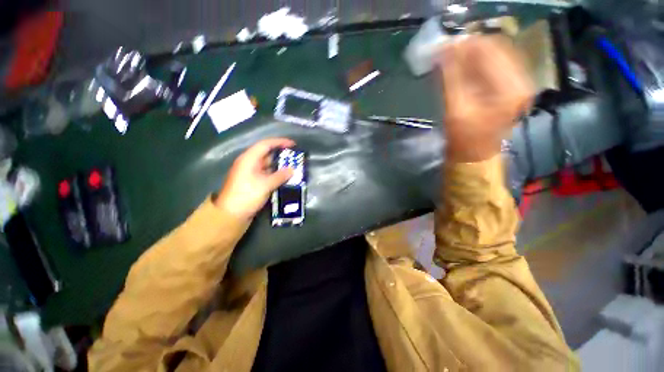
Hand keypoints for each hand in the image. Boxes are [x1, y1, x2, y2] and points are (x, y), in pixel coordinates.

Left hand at [215, 138, 295, 219]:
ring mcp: (251, 173)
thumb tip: (292, 170)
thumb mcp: (265, 185)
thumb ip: (280, 176)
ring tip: (294, 166)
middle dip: (281, 154)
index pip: (265, 144)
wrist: (231, 214)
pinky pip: (267, 173)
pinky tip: (285, 176)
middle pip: (267, 153)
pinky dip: (276, 174)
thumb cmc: (246, 195)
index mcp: (249, 159)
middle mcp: (250, 163)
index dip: (280, 142)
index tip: (293, 144)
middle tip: (295, 156)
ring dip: (280, 165)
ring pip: (268, 164)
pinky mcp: (254, 181)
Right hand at [437, 35, 533, 162]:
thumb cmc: (465, 138)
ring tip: (453, 59)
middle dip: (470, 48)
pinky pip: (496, 64)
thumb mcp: (455, 109)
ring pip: (496, 55)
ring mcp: (519, 83)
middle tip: (447, 51)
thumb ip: (450, 78)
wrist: (476, 155)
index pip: (490, 50)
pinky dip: (478, 63)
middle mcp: (522, 80)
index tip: (444, 46)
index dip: (465, 45)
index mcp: (511, 88)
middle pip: (496, 49)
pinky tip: (464, 67)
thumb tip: (444, 50)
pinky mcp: (512, 86)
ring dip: (473, 54)